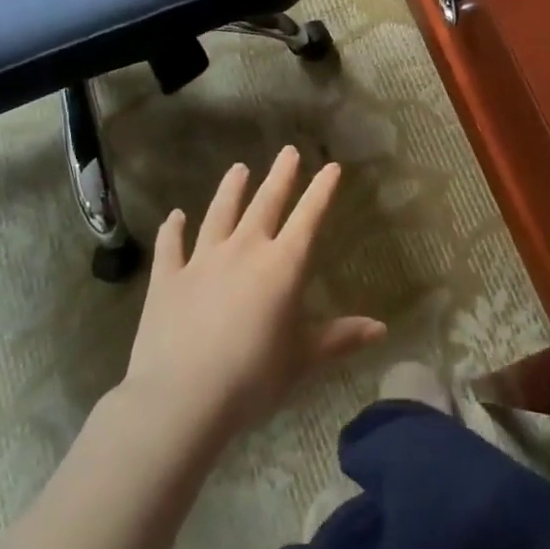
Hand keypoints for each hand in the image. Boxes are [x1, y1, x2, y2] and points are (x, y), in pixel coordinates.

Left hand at [122, 147, 385, 439]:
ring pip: (219, 215)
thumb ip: (340, 338)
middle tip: (287, 151)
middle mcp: (244, 251)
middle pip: (265, 204)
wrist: (181, 397)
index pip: (308, 218)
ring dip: (230, 190)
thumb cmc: (252, 377)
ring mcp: (202, 261)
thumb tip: (382, 329)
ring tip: (238, 168)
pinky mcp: (167, 279)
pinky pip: (171, 246)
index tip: (331, 166)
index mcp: (282, 267)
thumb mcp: (302, 359)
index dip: (321, 191)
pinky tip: (175, 216)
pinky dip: (173, 229)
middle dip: (280, 177)